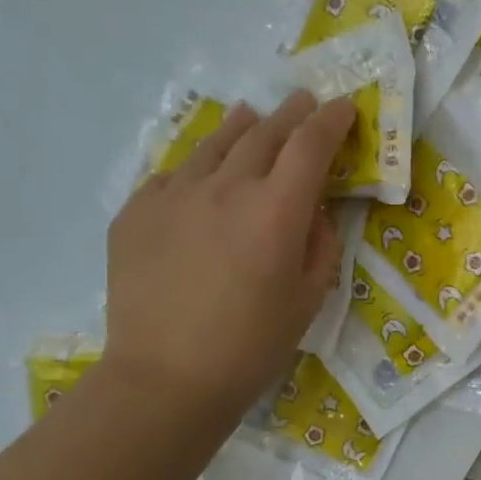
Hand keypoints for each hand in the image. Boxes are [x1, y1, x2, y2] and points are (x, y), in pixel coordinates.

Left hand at [100, 93, 353, 428]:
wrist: (167, 377)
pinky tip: (203, 174)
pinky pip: (174, 174)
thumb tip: (312, 212)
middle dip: (291, 114)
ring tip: (253, 117)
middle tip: (305, 103)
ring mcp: (173, 195)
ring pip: (214, 144)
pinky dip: (199, 166)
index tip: (345, 108)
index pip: (310, 145)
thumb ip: (320, 244)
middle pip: (264, 133)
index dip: (332, 121)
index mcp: (276, 210)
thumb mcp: (310, 297)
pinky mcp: (136, 211)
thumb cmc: (254, 344)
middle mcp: (225, 188)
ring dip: (242, 127)